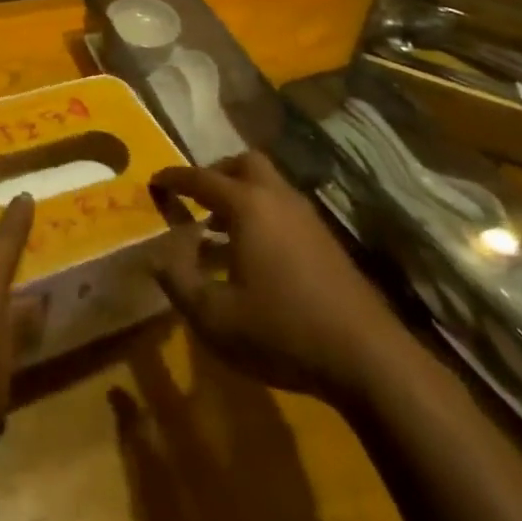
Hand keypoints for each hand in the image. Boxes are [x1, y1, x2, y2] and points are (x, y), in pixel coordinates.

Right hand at [150, 152, 406, 398]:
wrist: (366, 356)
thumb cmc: (282, 330)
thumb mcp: (215, 317)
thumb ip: (179, 282)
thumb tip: (158, 256)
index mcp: (247, 205)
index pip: (201, 178)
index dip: (175, 178)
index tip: (155, 180)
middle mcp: (277, 198)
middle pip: (244, 164)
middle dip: (216, 174)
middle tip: (197, 199)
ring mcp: (306, 216)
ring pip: (267, 186)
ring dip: (240, 196)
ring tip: (219, 232)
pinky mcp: (325, 240)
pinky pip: (283, 209)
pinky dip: (261, 216)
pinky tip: (254, 257)